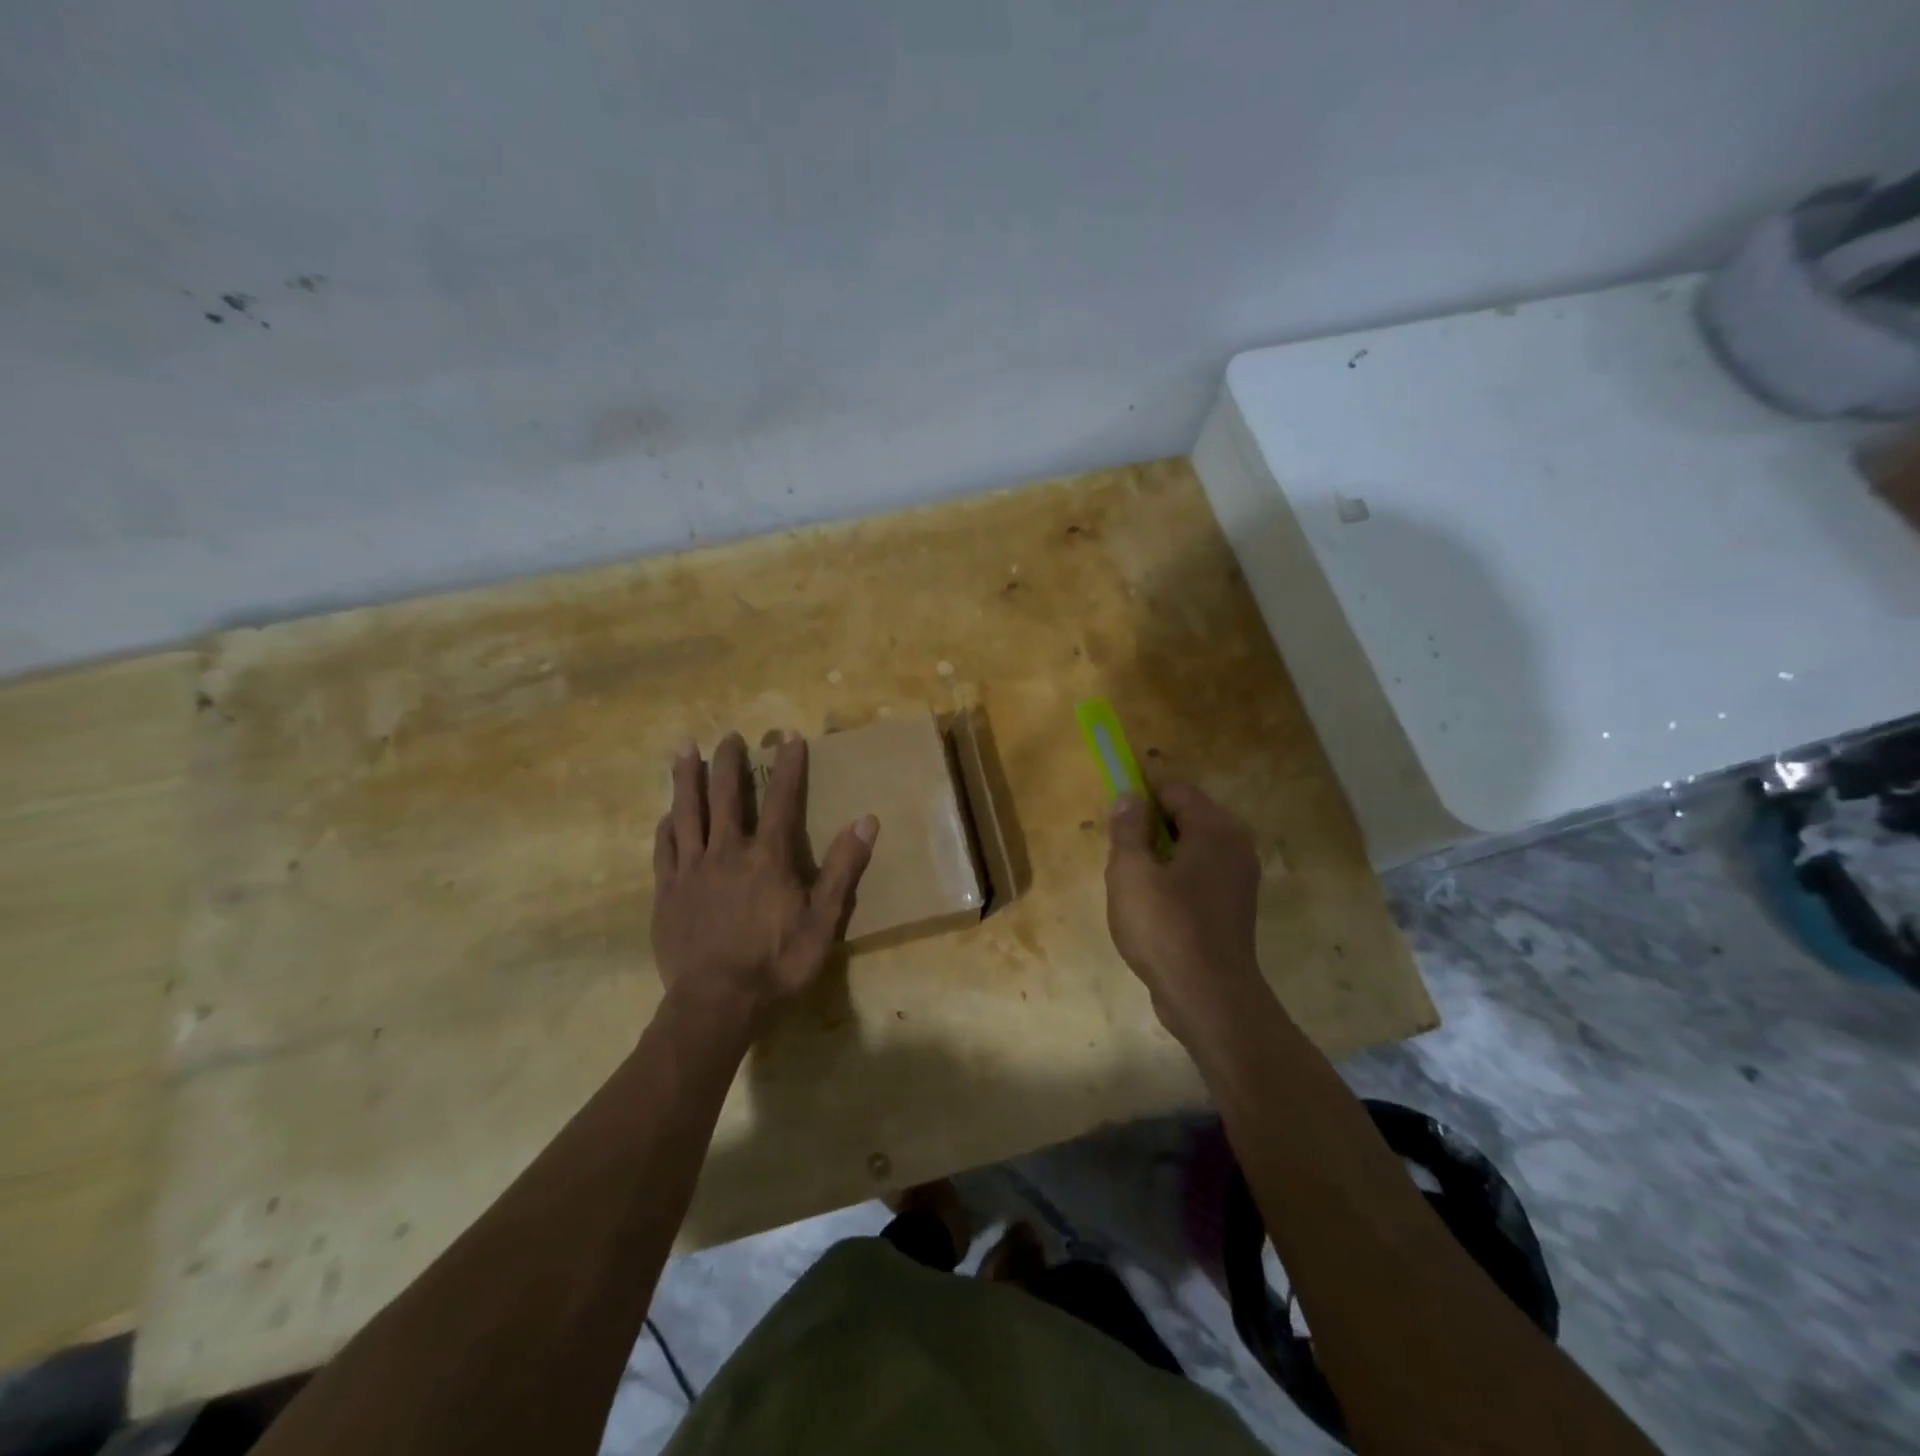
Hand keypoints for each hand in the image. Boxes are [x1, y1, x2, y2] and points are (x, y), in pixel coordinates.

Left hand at [651, 732, 876, 1032]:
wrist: (716, 1002)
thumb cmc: (777, 963)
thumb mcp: (824, 921)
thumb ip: (842, 868)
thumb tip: (866, 820)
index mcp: (768, 857)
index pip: (782, 800)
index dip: (788, 766)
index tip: (789, 736)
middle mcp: (727, 851)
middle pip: (727, 796)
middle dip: (730, 762)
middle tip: (730, 736)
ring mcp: (692, 870)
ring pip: (688, 812)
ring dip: (688, 778)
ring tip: (685, 748)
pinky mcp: (667, 891)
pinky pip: (665, 848)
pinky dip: (668, 826)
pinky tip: (667, 814)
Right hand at [1105, 778, 1265, 1042]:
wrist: (1209, 998)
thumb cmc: (1166, 928)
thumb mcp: (1131, 872)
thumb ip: (1128, 828)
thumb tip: (1129, 796)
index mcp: (1215, 828)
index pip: (1175, 789)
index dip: (1142, 787)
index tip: (1114, 793)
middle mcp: (1235, 845)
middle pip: (1186, 815)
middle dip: (1149, 821)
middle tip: (1116, 841)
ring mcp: (1239, 878)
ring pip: (1191, 846)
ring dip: (1159, 850)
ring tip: (1127, 872)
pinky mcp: (1233, 906)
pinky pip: (1198, 873)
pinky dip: (1174, 874)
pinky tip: (1149, 899)